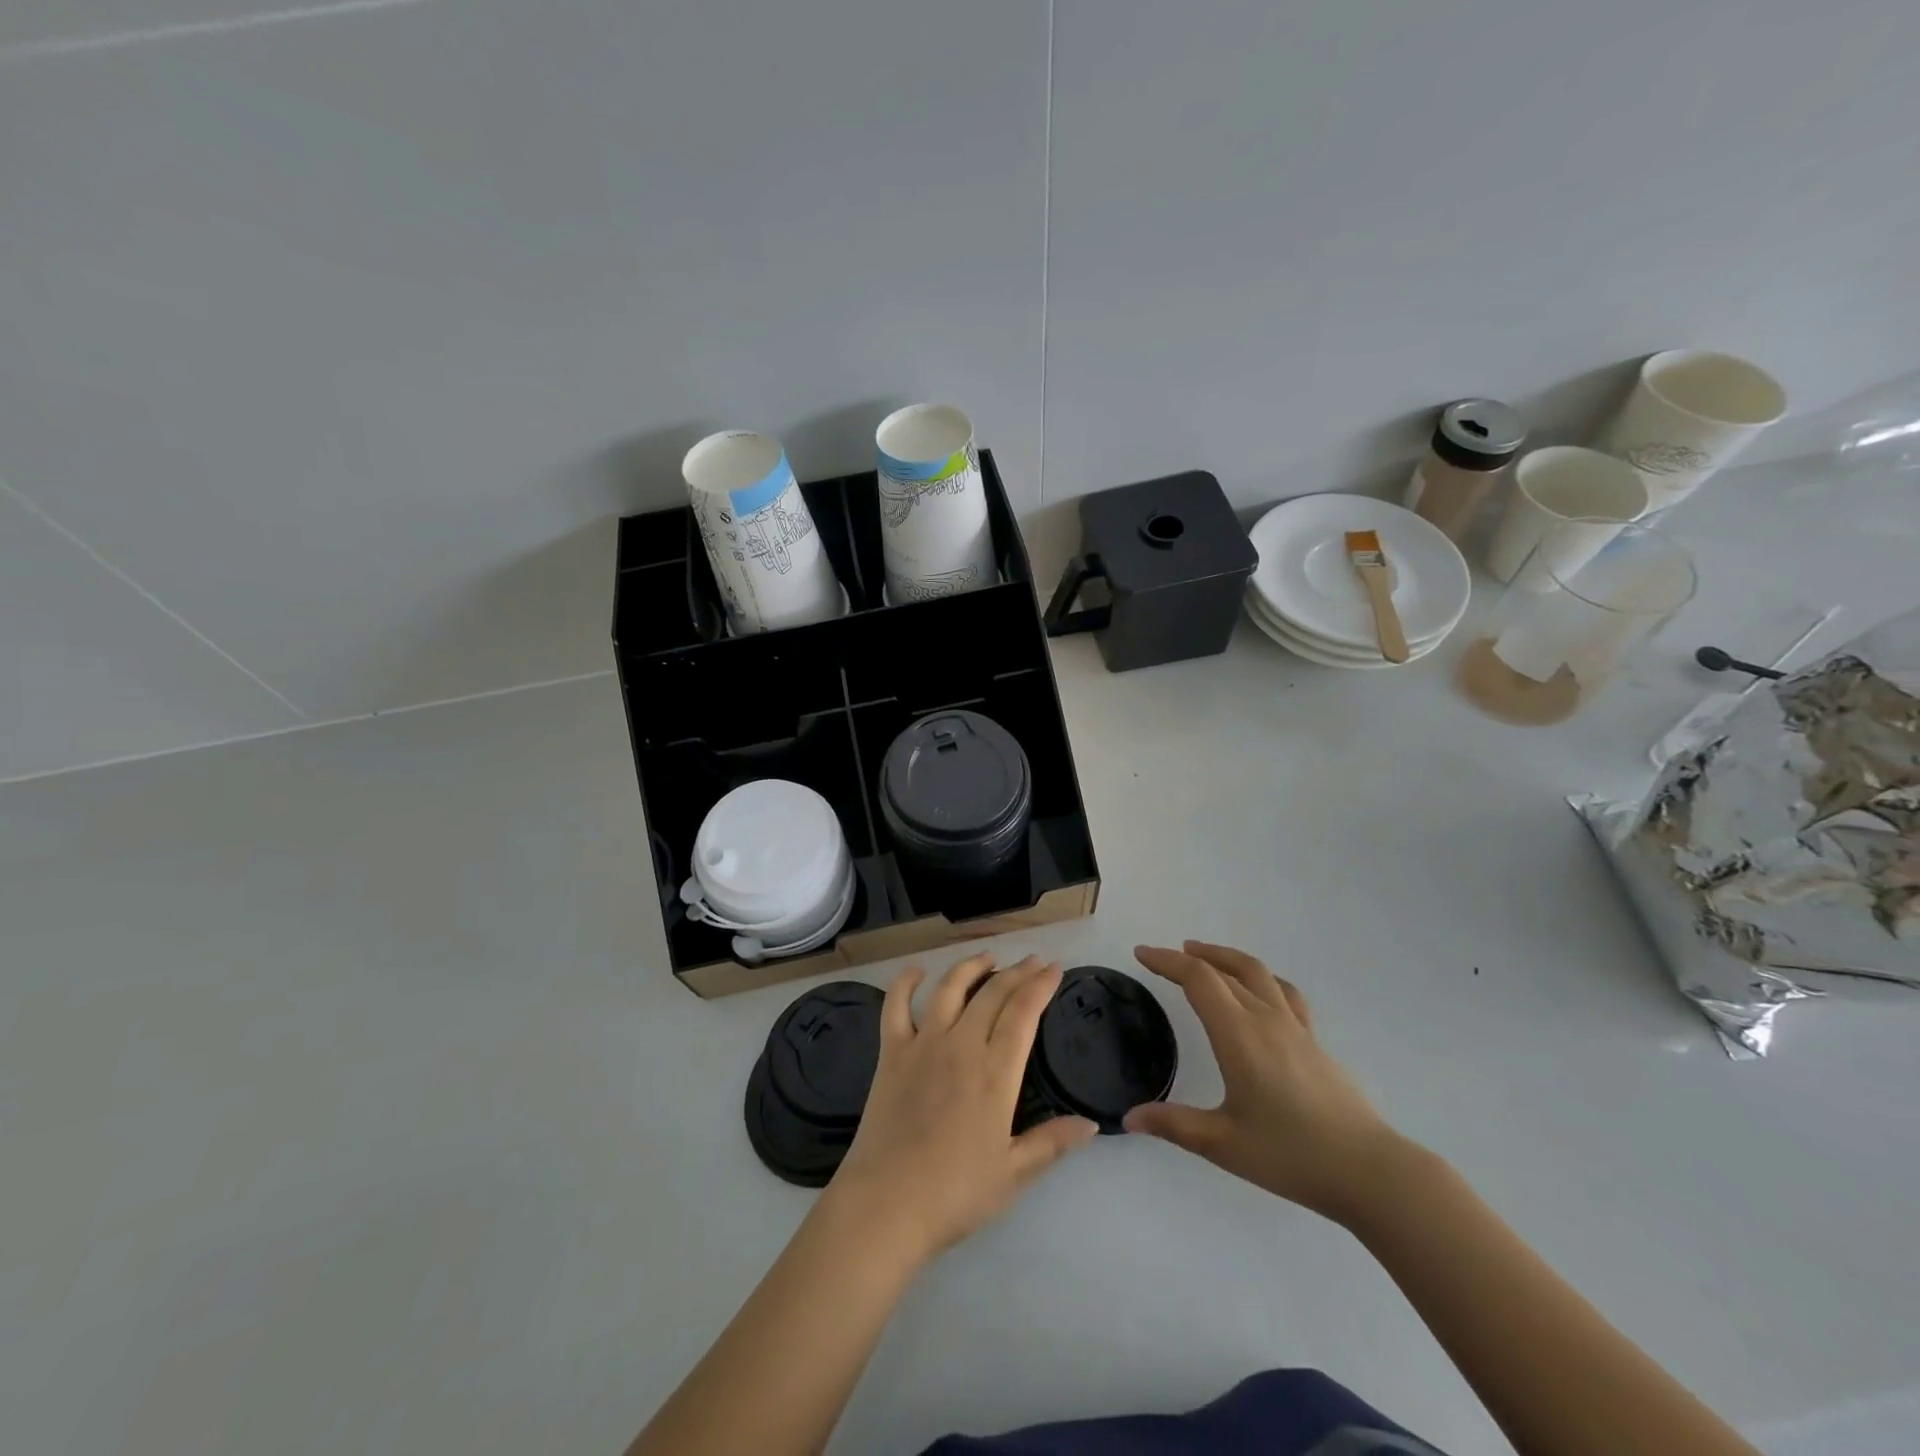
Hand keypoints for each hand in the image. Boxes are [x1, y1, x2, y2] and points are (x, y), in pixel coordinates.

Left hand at [826, 953, 1097, 1264]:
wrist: (887, 1204)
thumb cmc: (956, 1193)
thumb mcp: (1014, 1174)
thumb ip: (1052, 1143)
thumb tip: (1092, 1124)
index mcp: (995, 1073)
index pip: (1023, 1014)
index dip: (1040, 986)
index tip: (1054, 968)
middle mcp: (961, 1046)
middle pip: (992, 994)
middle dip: (1016, 972)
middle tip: (1032, 961)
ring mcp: (923, 1045)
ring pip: (949, 989)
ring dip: (971, 967)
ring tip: (987, 958)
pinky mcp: (891, 1053)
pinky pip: (896, 1006)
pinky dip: (905, 983)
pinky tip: (916, 972)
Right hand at [1123, 942, 1402, 1224]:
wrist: (1368, 1171)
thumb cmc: (1291, 1155)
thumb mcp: (1223, 1144)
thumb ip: (1173, 1125)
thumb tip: (1129, 1117)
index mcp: (1239, 1035)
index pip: (1198, 979)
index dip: (1167, 961)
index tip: (1141, 954)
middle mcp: (1266, 1019)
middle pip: (1224, 970)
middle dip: (1188, 958)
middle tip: (1161, 958)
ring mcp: (1295, 1027)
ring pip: (1257, 972)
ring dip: (1225, 957)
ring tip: (1203, 955)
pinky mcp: (1314, 1041)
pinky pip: (1283, 992)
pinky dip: (1259, 978)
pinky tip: (1257, 991)